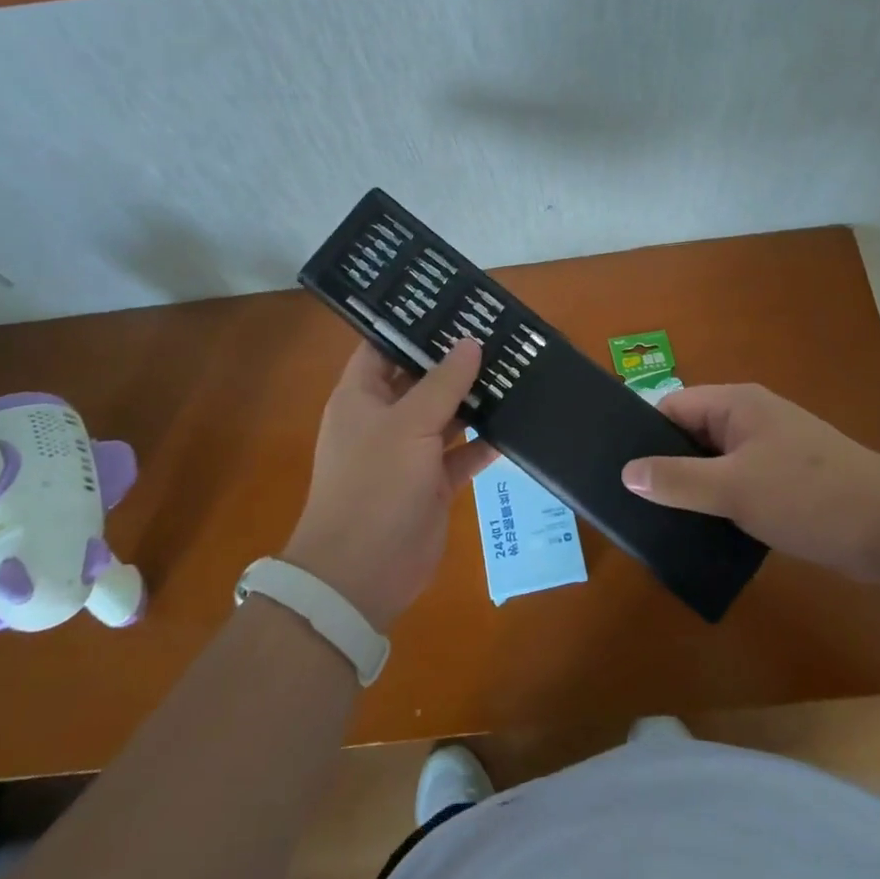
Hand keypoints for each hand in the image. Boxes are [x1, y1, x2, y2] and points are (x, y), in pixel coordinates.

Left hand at [283, 339, 496, 630]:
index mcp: (362, 396)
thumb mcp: (408, 425)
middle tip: (497, 330)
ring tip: (515, 367)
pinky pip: (464, 452)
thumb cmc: (374, 485)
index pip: (383, 346)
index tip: (451, 304)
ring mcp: (410, 452)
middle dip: (455, 359)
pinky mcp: (433, 483)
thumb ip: (443, 382)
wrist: (362, 574)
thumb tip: (470, 342)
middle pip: (421, 378)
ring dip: (476, 398)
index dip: (412, 325)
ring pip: (447, 414)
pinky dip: (486, 441)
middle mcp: (385, 418)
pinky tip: (518, 422)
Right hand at [621, 384, 879, 581]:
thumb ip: (677, 480)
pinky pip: (741, 483)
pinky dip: (723, 502)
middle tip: (638, 503)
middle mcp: (753, 418)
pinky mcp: (789, 480)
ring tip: (665, 521)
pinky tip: (708, 531)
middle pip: (693, 434)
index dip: (645, 436)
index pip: (673, 407)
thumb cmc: (808, 496)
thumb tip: (626, 473)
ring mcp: (774, 449)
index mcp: (737, 404)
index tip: (622, 472)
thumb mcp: (734, 489)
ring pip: (717, 463)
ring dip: (696, 488)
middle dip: (668, 466)